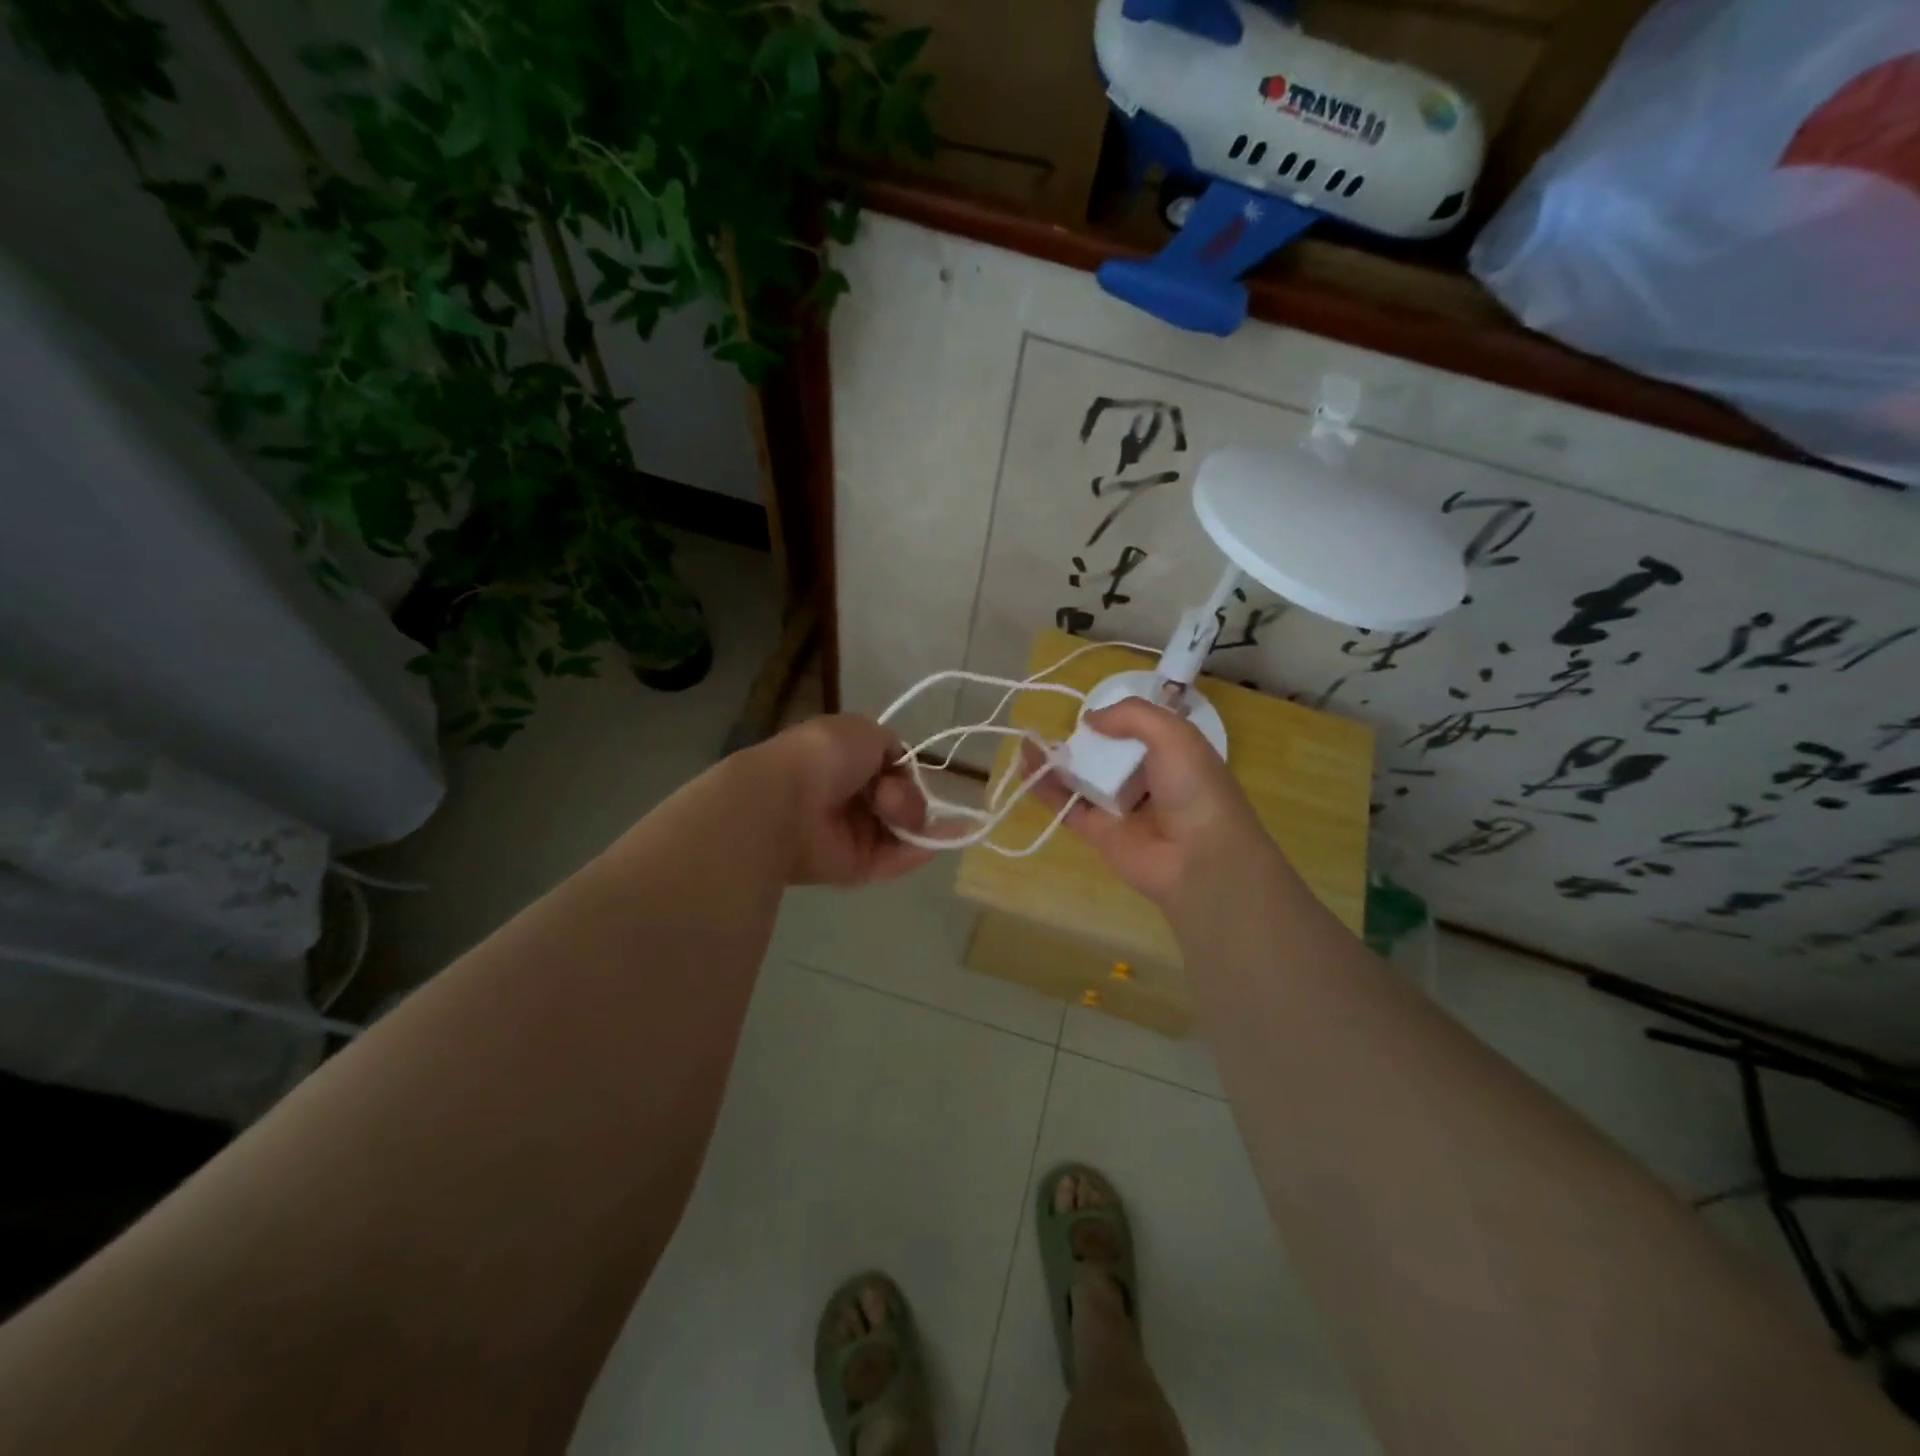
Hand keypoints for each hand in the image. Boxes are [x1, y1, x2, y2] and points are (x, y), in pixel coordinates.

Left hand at [753, 715, 935, 886]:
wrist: (787, 803)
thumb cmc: (823, 757)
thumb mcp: (863, 730)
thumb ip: (889, 746)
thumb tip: (897, 770)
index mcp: (844, 762)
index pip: (889, 769)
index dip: (905, 770)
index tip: (903, 770)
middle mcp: (848, 798)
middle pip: (899, 800)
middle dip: (906, 796)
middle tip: (887, 797)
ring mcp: (852, 835)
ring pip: (902, 829)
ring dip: (917, 820)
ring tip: (904, 817)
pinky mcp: (857, 867)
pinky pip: (896, 859)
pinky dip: (921, 850)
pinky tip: (945, 838)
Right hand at [1025, 697, 1273, 905]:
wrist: (1199, 858)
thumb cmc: (1194, 788)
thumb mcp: (1174, 735)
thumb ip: (1131, 716)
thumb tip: (1089, 719)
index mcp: (1170, 755)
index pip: (1136, 732)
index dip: (1113, 721)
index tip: (1091, 714)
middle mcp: (1143, 780)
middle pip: (1103, 755)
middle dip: (1079, 741)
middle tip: (1049, 728)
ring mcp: (1118, 807)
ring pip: (1079, 779)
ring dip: (1053, 761)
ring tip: (1026, 742)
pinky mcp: (1096, 831)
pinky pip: (1066, 804)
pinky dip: (1044, 787)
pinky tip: (1026, 765)